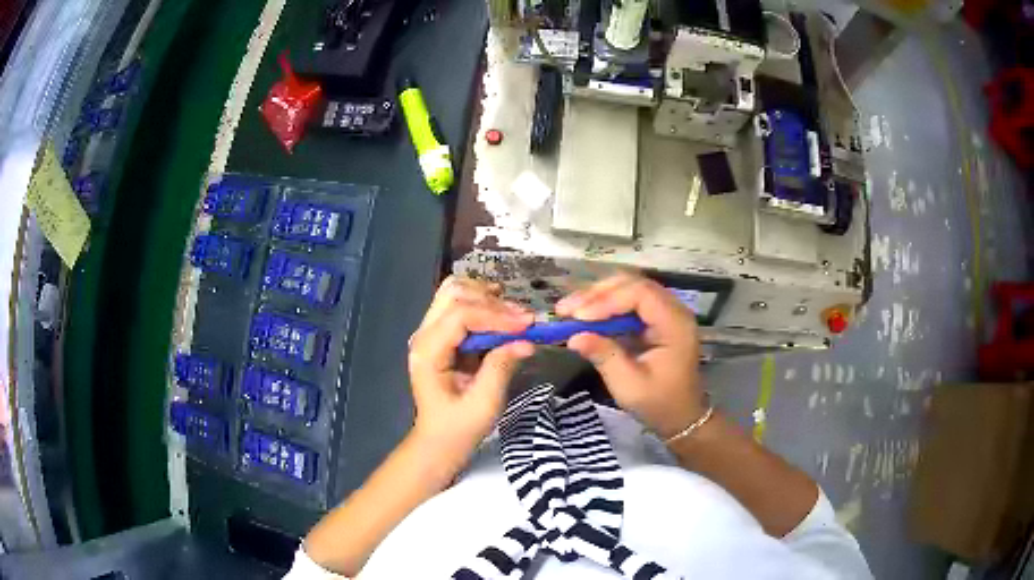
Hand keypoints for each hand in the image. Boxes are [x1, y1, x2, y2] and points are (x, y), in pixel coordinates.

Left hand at [408, 276, 534, 462]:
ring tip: (514, 315)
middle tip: (523, 319)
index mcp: (428, 352)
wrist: (440, 440)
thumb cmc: (460, 427)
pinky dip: (482, 303)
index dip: (495, 315)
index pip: (460, 315)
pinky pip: (458, 305)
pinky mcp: (441, 335)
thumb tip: (527, 341)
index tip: (527, 324)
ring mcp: (430, 332)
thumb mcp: (485, 403)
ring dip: (486, 298)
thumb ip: (501, 367)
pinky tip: (502, 315)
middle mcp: (424, 335)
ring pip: (454, 293)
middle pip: (454, 294)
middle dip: (492, 302)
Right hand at [557, 272, 705, 438]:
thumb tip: (574, 337)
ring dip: (597, 297)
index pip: (640, 294)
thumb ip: (604, 356)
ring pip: (628, 289)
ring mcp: (664, 312)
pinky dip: (604, 307)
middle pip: (632, 284)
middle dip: (597, 294)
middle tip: (566, 309)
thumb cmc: (659, 404)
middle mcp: (673, 309)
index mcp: (675, 324)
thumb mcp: (629, 385)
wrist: (681, 417)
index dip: (607, 300)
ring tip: (569, 310)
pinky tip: (583, 316)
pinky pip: (627, 302)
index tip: (578, 317)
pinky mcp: (654, 319)